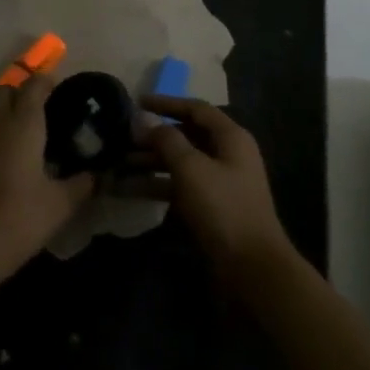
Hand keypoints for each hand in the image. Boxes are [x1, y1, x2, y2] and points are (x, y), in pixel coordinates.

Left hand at [0, 72, 94, 287]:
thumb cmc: (20, 219)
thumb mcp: (62, 204)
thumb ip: (84, 184)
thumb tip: (100, 175)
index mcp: (22, 123)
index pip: (34, 85)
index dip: (48, 82)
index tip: (61, 91)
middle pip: (6, 91)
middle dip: (23, 94)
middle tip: (43, 113)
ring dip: (4, 111)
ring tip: (24, 133)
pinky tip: (3, 156)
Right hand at [139, 96, 298, 296]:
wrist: (251, 267)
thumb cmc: (223, 209)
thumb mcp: (192, 169)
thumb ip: (167, 140)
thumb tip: (146, 120)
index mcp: (231, 137)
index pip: (196, 109)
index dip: (166, 103)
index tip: (137, 102)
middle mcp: (227, 154)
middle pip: (187, 135)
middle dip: (154, 136)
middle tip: (122, 138)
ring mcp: (219, 182)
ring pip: (180, 162)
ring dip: (151, 161)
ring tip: (118, 163)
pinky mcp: (210, 207)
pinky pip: (179, 186)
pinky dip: (156, 185)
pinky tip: (128, 190)